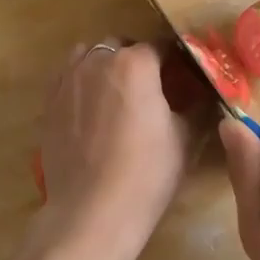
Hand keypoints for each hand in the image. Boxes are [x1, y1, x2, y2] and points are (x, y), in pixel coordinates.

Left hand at [30, 40, 192, 259]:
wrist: (91, 214)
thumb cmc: (146, 174)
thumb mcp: (186, 139)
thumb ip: (198, 106)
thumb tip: (209, 93)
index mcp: (136, 63)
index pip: (161, 45)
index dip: (176, 58)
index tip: (185, 74)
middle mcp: (98, 61)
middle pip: (123, 46)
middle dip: (139, 59)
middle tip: (153, 88)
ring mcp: (68, 79)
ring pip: (91, 55)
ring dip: (107, 64)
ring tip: (119, 94)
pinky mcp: (50, 102)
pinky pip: (69, 76)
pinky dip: (83, 81)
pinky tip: (94, 108)